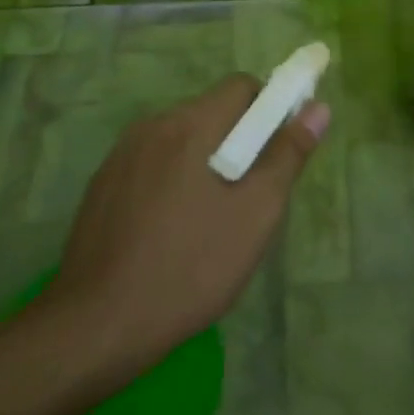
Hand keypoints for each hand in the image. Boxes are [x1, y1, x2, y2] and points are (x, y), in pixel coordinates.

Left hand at [42, 75, 329, 374]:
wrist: (95, 327)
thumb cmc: (189, 268)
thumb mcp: (255, 215)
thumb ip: (288, 155)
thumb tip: (318, 108)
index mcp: (190, 124)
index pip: (242, 87)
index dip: (269, 110)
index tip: (277, 153)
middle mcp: (152, 126)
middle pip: (211, 112)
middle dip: (238, 142)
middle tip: (248, 197)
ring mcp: (121, 155)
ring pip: (181, 140)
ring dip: (204, 162)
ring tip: (210, 221)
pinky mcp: (102, 185)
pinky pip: (153, 164)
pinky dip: (172, 181)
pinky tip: (171, 232)